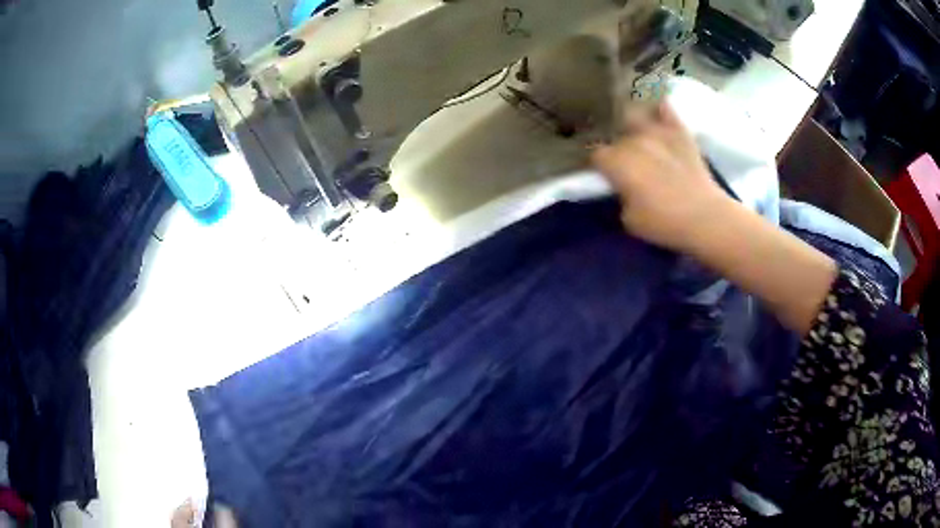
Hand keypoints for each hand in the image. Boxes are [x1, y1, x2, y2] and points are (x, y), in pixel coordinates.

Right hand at [590, 100, 732, 251]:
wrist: (705, 216)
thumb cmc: (664, 223)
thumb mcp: (629, 220)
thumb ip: (621, 197)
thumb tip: (624, 187)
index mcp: (617, 163)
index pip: (597, 156)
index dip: (600, 167)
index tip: (607, 177)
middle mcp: (633, 141)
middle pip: (617, 139)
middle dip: (619, 150)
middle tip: (628, 166)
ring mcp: (657, 132)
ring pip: (634, 117)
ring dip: (633, 128)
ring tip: (639, 139)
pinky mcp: (679, 131)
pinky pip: (664, 108)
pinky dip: (659, 110)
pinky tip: (658, 113)